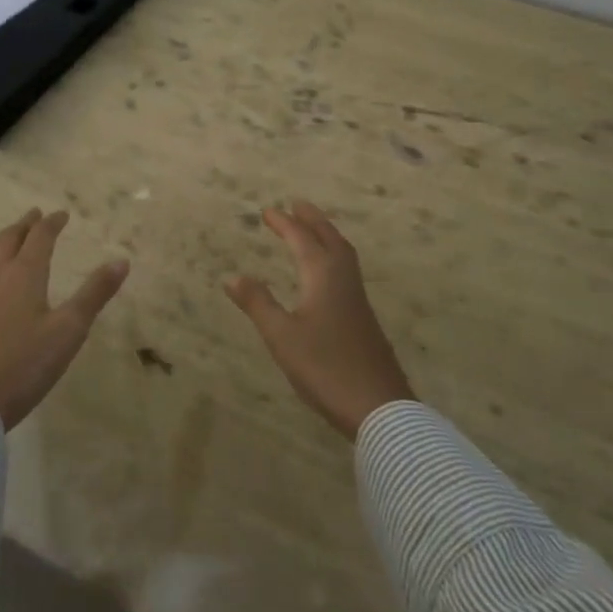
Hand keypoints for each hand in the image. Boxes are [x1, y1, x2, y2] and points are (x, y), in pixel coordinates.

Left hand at [0, 209, 129, 429]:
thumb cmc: (26, 364)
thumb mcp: (70, 329)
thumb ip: (95, 293)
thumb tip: (121, 261)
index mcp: (26, 275)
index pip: (40, 237)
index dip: (52, 223)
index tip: (62, 214)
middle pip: (9, 241)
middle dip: (24, 226)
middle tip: (35, 215)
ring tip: (5, 238)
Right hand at [226, 200, 415, 439]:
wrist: (380, 407)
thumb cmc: (326, 367)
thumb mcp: (282, 336)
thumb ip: (258, 304)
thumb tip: (232, 276)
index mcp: (323, 275)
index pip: (301, 239)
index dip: (284, 223)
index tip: (267, 210)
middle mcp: (343, 278)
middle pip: (329, 238)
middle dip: (312, 219)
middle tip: (297, 204)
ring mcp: (358, 298)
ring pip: (343, 253)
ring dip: (326, 235)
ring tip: (313, 229)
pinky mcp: (364, 317)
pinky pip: (347, 269)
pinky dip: (334, 255)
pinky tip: (328, 273)